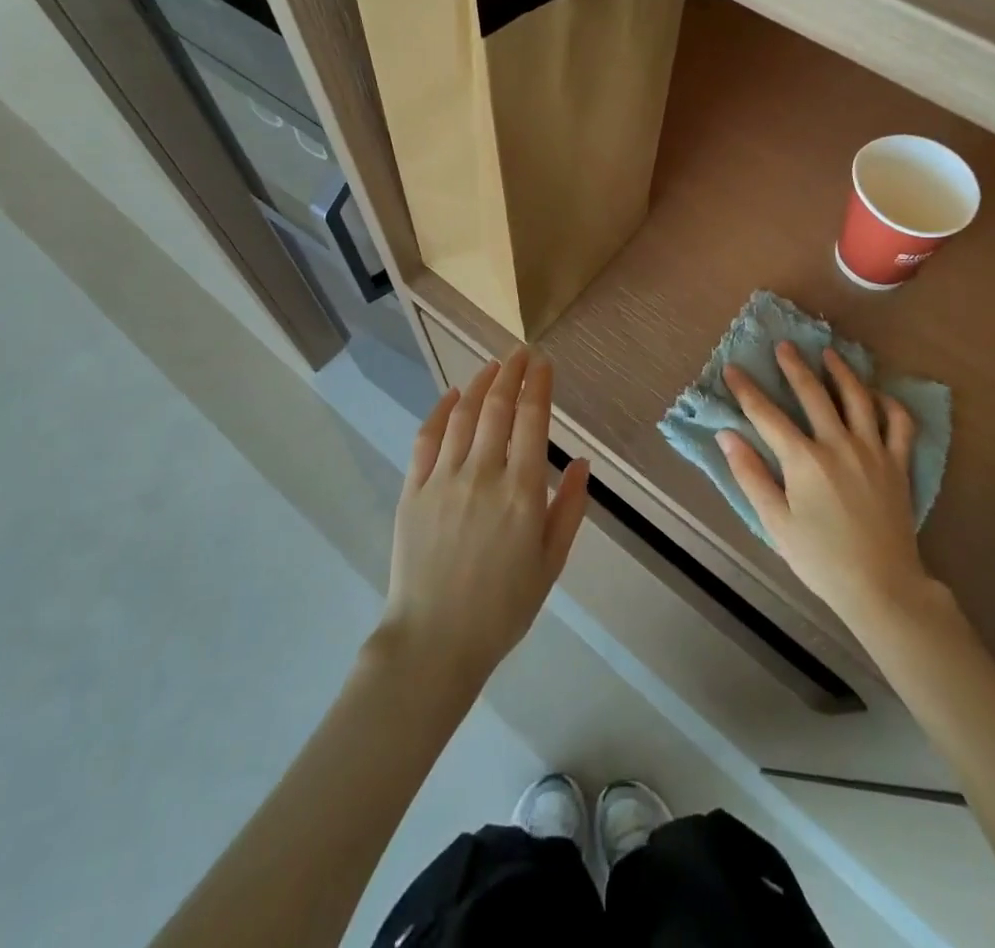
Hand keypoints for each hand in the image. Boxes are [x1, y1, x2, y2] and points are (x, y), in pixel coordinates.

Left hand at [376, 349, 589, 695]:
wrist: (434, 642)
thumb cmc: (502, 608)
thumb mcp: (550, 563)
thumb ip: (569, 509)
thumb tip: (582, 462)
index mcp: (522, 492)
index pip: (532, 420)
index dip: (539, 384)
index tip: (544, 362)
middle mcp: (483, 474)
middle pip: (497, 407)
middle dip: (512, 372)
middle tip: (521, 352)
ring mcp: (443, 479)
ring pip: (463, 415)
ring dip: (479, 383)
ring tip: (492, 365)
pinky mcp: (413, 489)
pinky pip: (427, 438)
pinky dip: (440, 410)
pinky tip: (451, 395)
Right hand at [719, 342, 947, 639]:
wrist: (883, 587)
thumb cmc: (821, 558)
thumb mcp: (775, 522)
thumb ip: (750, 475)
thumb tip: (727, 435)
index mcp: (804, 460)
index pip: (767, 415)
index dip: (746, 390)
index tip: (732, 369)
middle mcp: (839, 444)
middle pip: (813, 394)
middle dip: (794, 366)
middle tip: (784, 345)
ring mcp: (873, 451)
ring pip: (858, 398)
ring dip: (842, 372)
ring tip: (830, 354)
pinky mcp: (898, 464)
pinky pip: (899, 423)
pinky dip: (889, 403)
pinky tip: (877, 394)